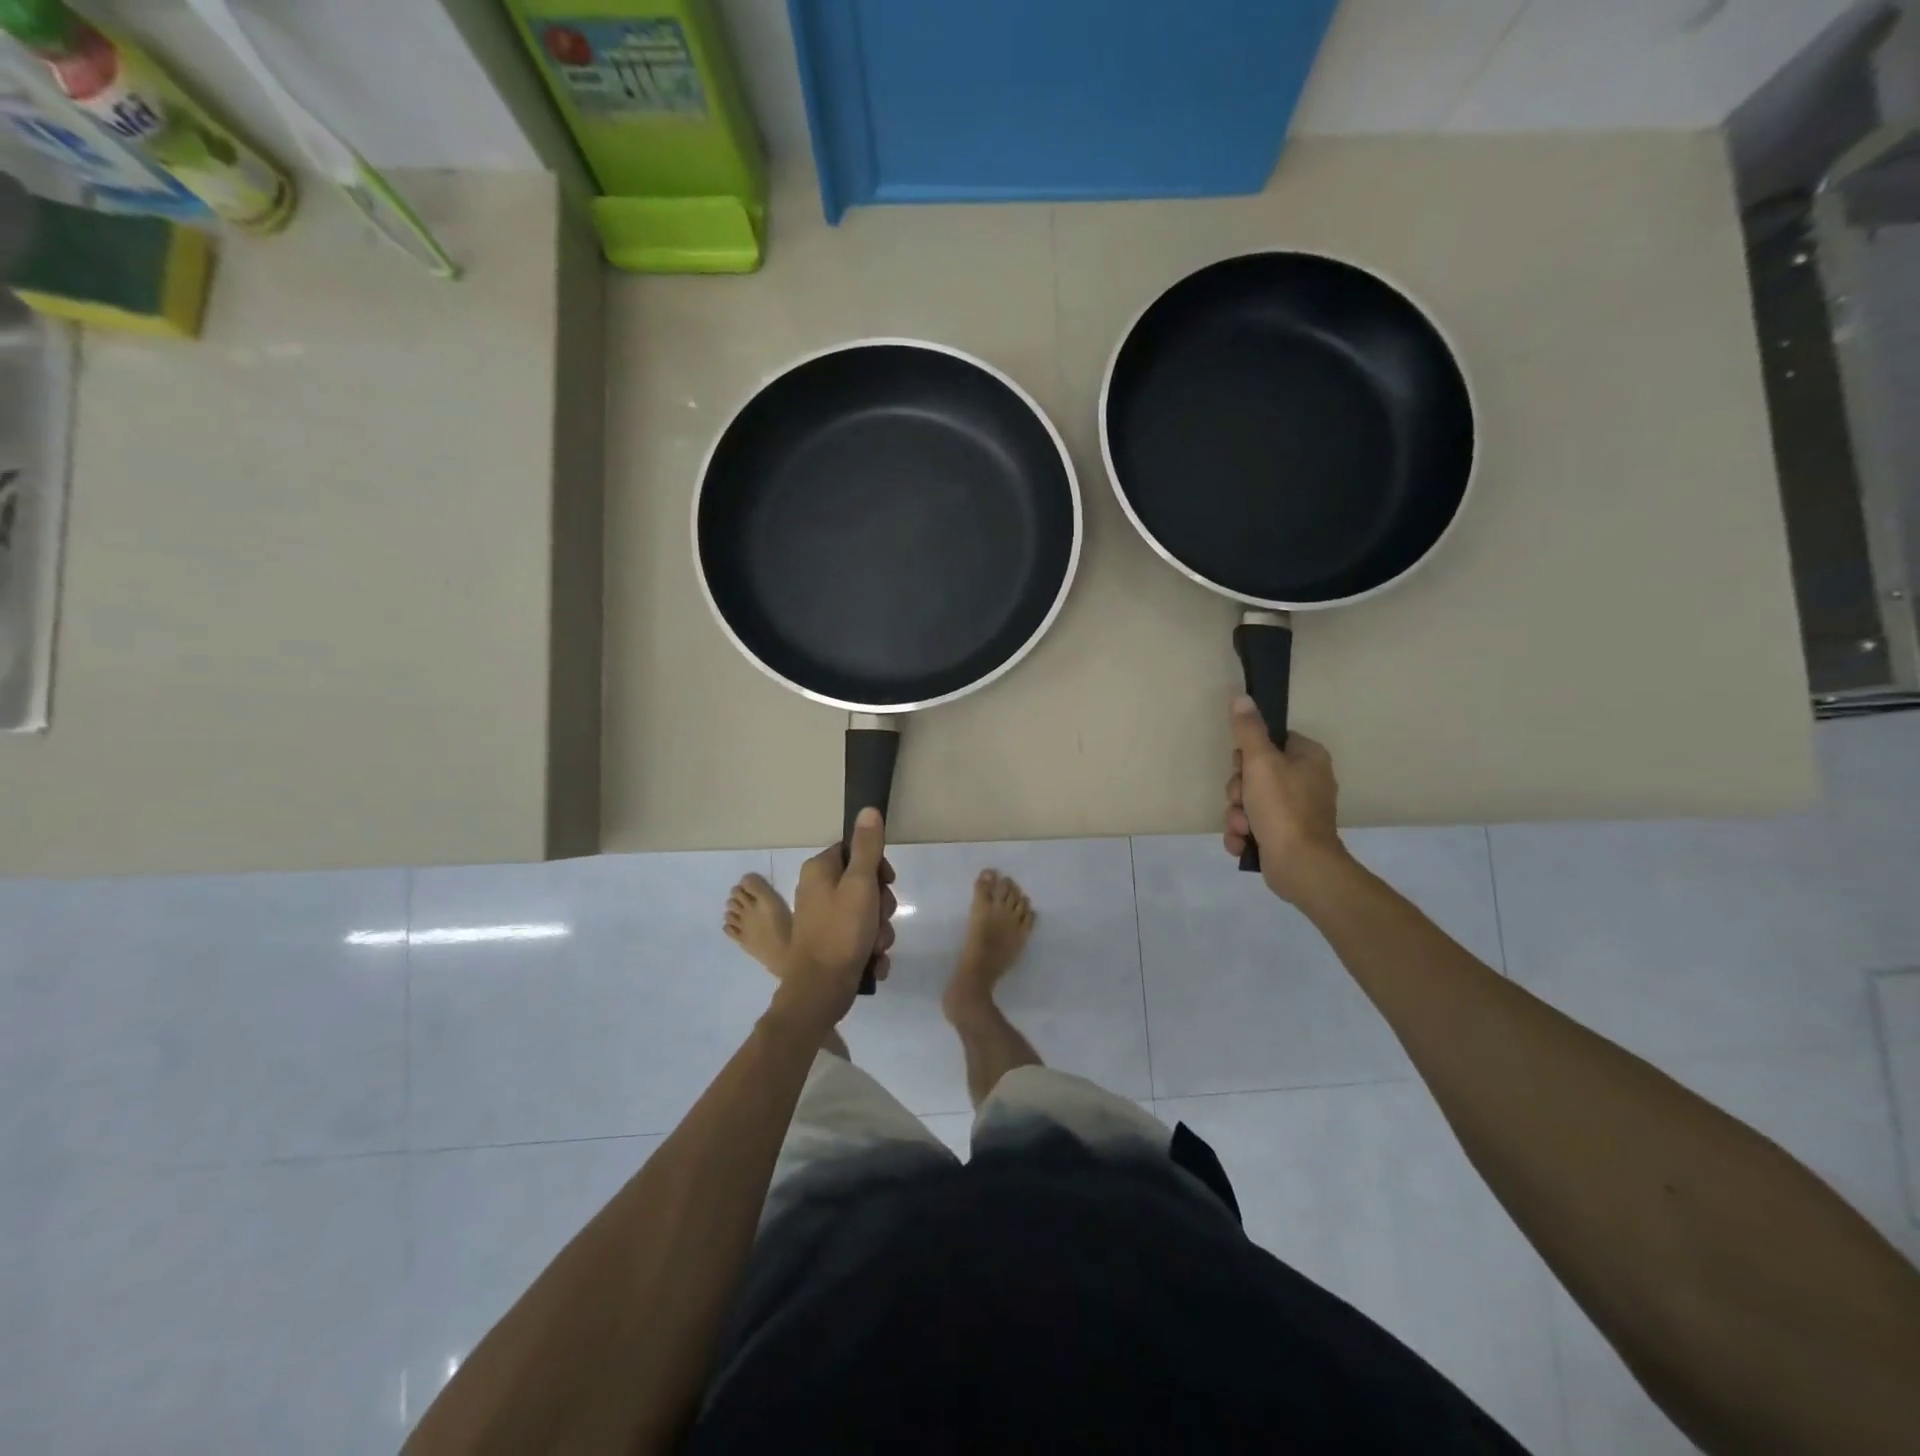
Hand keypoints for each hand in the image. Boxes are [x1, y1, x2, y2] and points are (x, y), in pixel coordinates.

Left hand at [770, 808, 896, 1033]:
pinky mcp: (829, 942)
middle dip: (881, 905)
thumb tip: (868, 809)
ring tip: (876, 946)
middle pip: (864, 882)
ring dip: (879, 929)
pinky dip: (870, 947)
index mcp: (819, 870)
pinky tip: (872, 960)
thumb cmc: (841, 932)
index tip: (886, 883)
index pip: (856, 850)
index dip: (877, 866)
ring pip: (866, 912)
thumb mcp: (860, 884)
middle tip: (880, 920)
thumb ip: (867, 847)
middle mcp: (817, 889)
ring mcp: (823, 917)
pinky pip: (859, 935)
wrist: (821, 990)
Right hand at [1223, 695, 1349, 902]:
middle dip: (1238, 791)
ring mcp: (1295, 811)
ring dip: (1236, 814)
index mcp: (1308, 758)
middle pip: (1254, 773)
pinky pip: (1252, 825)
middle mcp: (1306, 781)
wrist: (1300, 866)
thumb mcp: (1260, 762)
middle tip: (1241, 800)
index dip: (1248, 755)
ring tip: (1244, 827)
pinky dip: (1243, 834)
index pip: (1270, 741)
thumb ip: (1248, 730)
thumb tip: (1241, 697)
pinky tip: (1244, 842)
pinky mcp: (1285, 836)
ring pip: (1248, 801)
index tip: (1244, 767)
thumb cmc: (1283, 807)